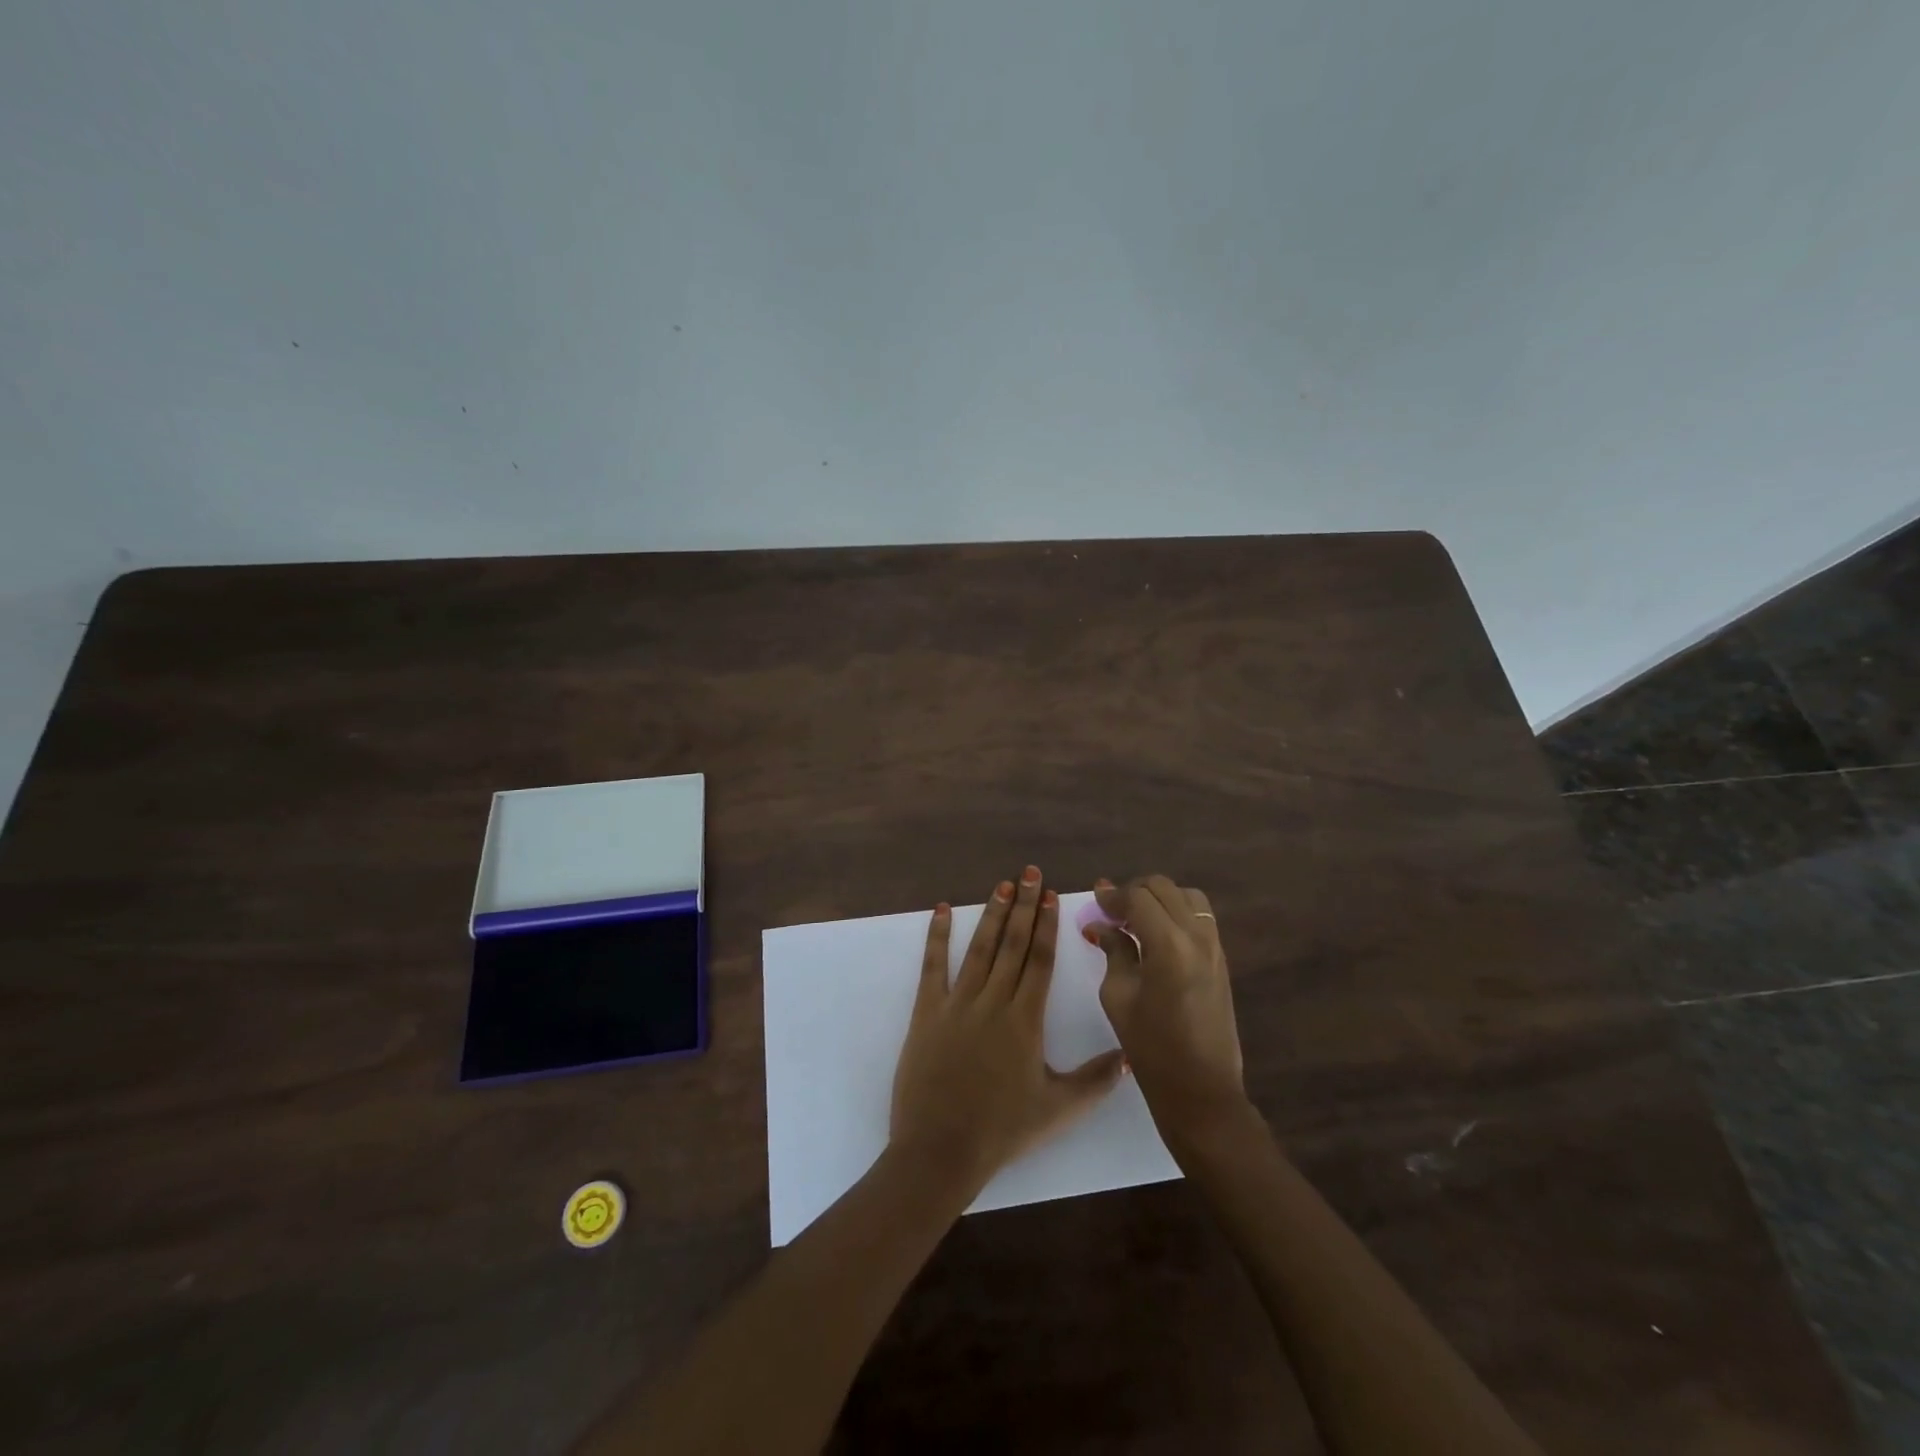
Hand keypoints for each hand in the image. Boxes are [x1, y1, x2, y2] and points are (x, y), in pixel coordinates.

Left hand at [890, 867, 1127, 1194]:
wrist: (940, 1149)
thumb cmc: (1002, 1130)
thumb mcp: (1058, 1109)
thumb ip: (1097, 1080)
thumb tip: (1131, 1054)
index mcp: (1025, 1020)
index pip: (1039, 960)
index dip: (1046, 925)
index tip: (1051, 895)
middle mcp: (993, 1001)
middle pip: (1012, 944)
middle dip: (1023, 906)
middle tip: (1030, 872)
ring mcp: (957, 1004)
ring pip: (979, 949)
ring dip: (991, 914)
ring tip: (1002, 884)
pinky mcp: (926, 1012)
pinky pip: (933, 967)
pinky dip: (937, 936)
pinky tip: (941, 911)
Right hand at [1086, 874, 1246, 1140]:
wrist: (1201, 1089)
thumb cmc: (1151, 1048)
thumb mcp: (1118, 996)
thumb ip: (1114, 951)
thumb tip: (1102, 925)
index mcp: (1169, 945)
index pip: (1138, 898)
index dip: (1112, 896)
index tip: (1095, 903)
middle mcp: (1197, 936)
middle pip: (1163, 888)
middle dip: (1134, 892)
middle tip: (1112, 912)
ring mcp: (1215, 946)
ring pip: (1186, 896)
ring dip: (1159, 899)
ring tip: (1137, 920)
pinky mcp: (1222, 958)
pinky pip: (1199, 916)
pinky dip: (1176, 912)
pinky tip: (1157, 935)